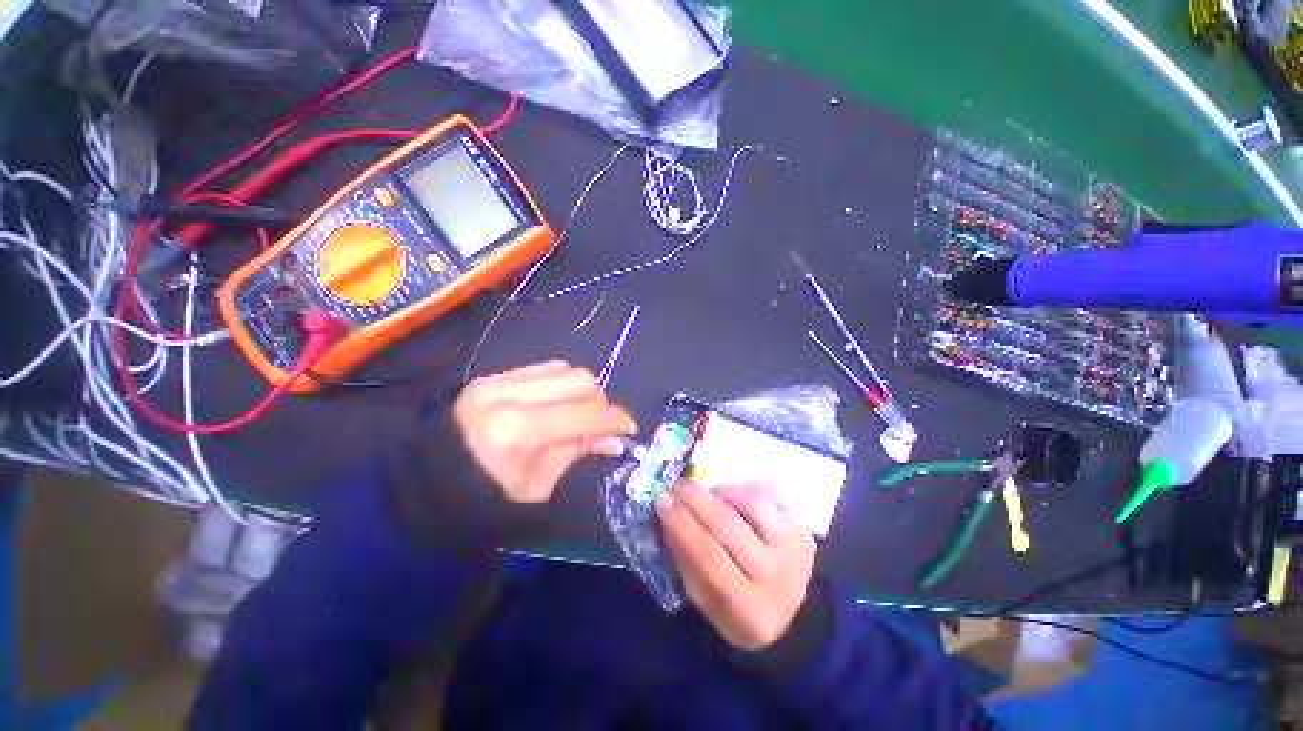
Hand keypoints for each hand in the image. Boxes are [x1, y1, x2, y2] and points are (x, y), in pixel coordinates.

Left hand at [455, 360, 636, 502]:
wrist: (426, 481)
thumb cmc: (485, 497)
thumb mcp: (539, 486)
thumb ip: (579, 452)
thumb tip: (616, 439)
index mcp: (519, 432)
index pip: (586, 413)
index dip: (616, 419)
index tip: (630, 429)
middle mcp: (510, 395)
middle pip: (580, 380)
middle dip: (599, 401)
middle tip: (599, 424)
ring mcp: (498, 380)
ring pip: (564, 369)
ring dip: (580, 391)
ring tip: (576, 413)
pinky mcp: (492, 376)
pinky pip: (543, 368)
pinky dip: (560, 384)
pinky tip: (556, 404)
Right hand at [657, 480, 816, 649]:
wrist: (796, 616)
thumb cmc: (740, 610)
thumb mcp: (706, 602)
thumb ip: (685, 560)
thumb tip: (667, 514)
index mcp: (749, 610)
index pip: (708, 556)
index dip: (681, 523)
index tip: (661, 500)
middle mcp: (777, 578)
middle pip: (728, 524)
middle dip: (695, 498)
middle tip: (677, 486)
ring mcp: (794, 548)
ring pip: (751, 501)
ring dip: (722, 491)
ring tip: (708, 494)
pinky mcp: (802, 527)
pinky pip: (769, 494)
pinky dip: (744, 489)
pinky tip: (732, 497)